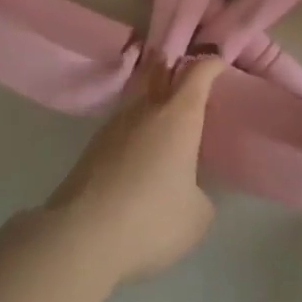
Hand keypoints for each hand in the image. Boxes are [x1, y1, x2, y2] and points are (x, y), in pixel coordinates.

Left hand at [44, 55, 224, 283]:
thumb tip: (188, 189)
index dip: (211, 65)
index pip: (198, 72)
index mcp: (178, 116)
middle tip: (189, 74)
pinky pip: (122, 123)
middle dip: (174, 66)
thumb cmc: (152, 219)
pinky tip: (141, 147)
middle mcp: (145, 109)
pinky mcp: (92, 146)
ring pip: (137, 96)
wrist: (81, 236)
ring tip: (166, 114)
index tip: (220, 65)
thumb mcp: (197, 215)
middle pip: (159, 70)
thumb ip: (199, 193)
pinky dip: (136, 126)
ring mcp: (114, 125)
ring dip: (152, 96)